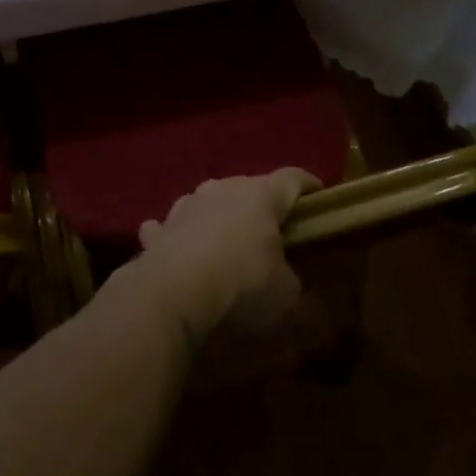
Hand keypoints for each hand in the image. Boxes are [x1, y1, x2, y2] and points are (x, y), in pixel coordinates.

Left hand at [134, 169, 320, 344]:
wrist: (171, 298)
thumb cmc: (241, 288)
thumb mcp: (286, 295)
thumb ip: (290, 278)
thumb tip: (283, 277)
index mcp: (260, 195)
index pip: (292, 178)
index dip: (308, 186)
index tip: (319, 197)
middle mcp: (220, 189)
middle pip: (247, 189)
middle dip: (260, 207)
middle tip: (272, 233)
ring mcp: (184, 206)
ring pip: (207, 203)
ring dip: (217, 219)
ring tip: (224, 244)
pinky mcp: (157, 231)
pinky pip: (170, 228)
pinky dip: (177, 237)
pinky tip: (178, 252)